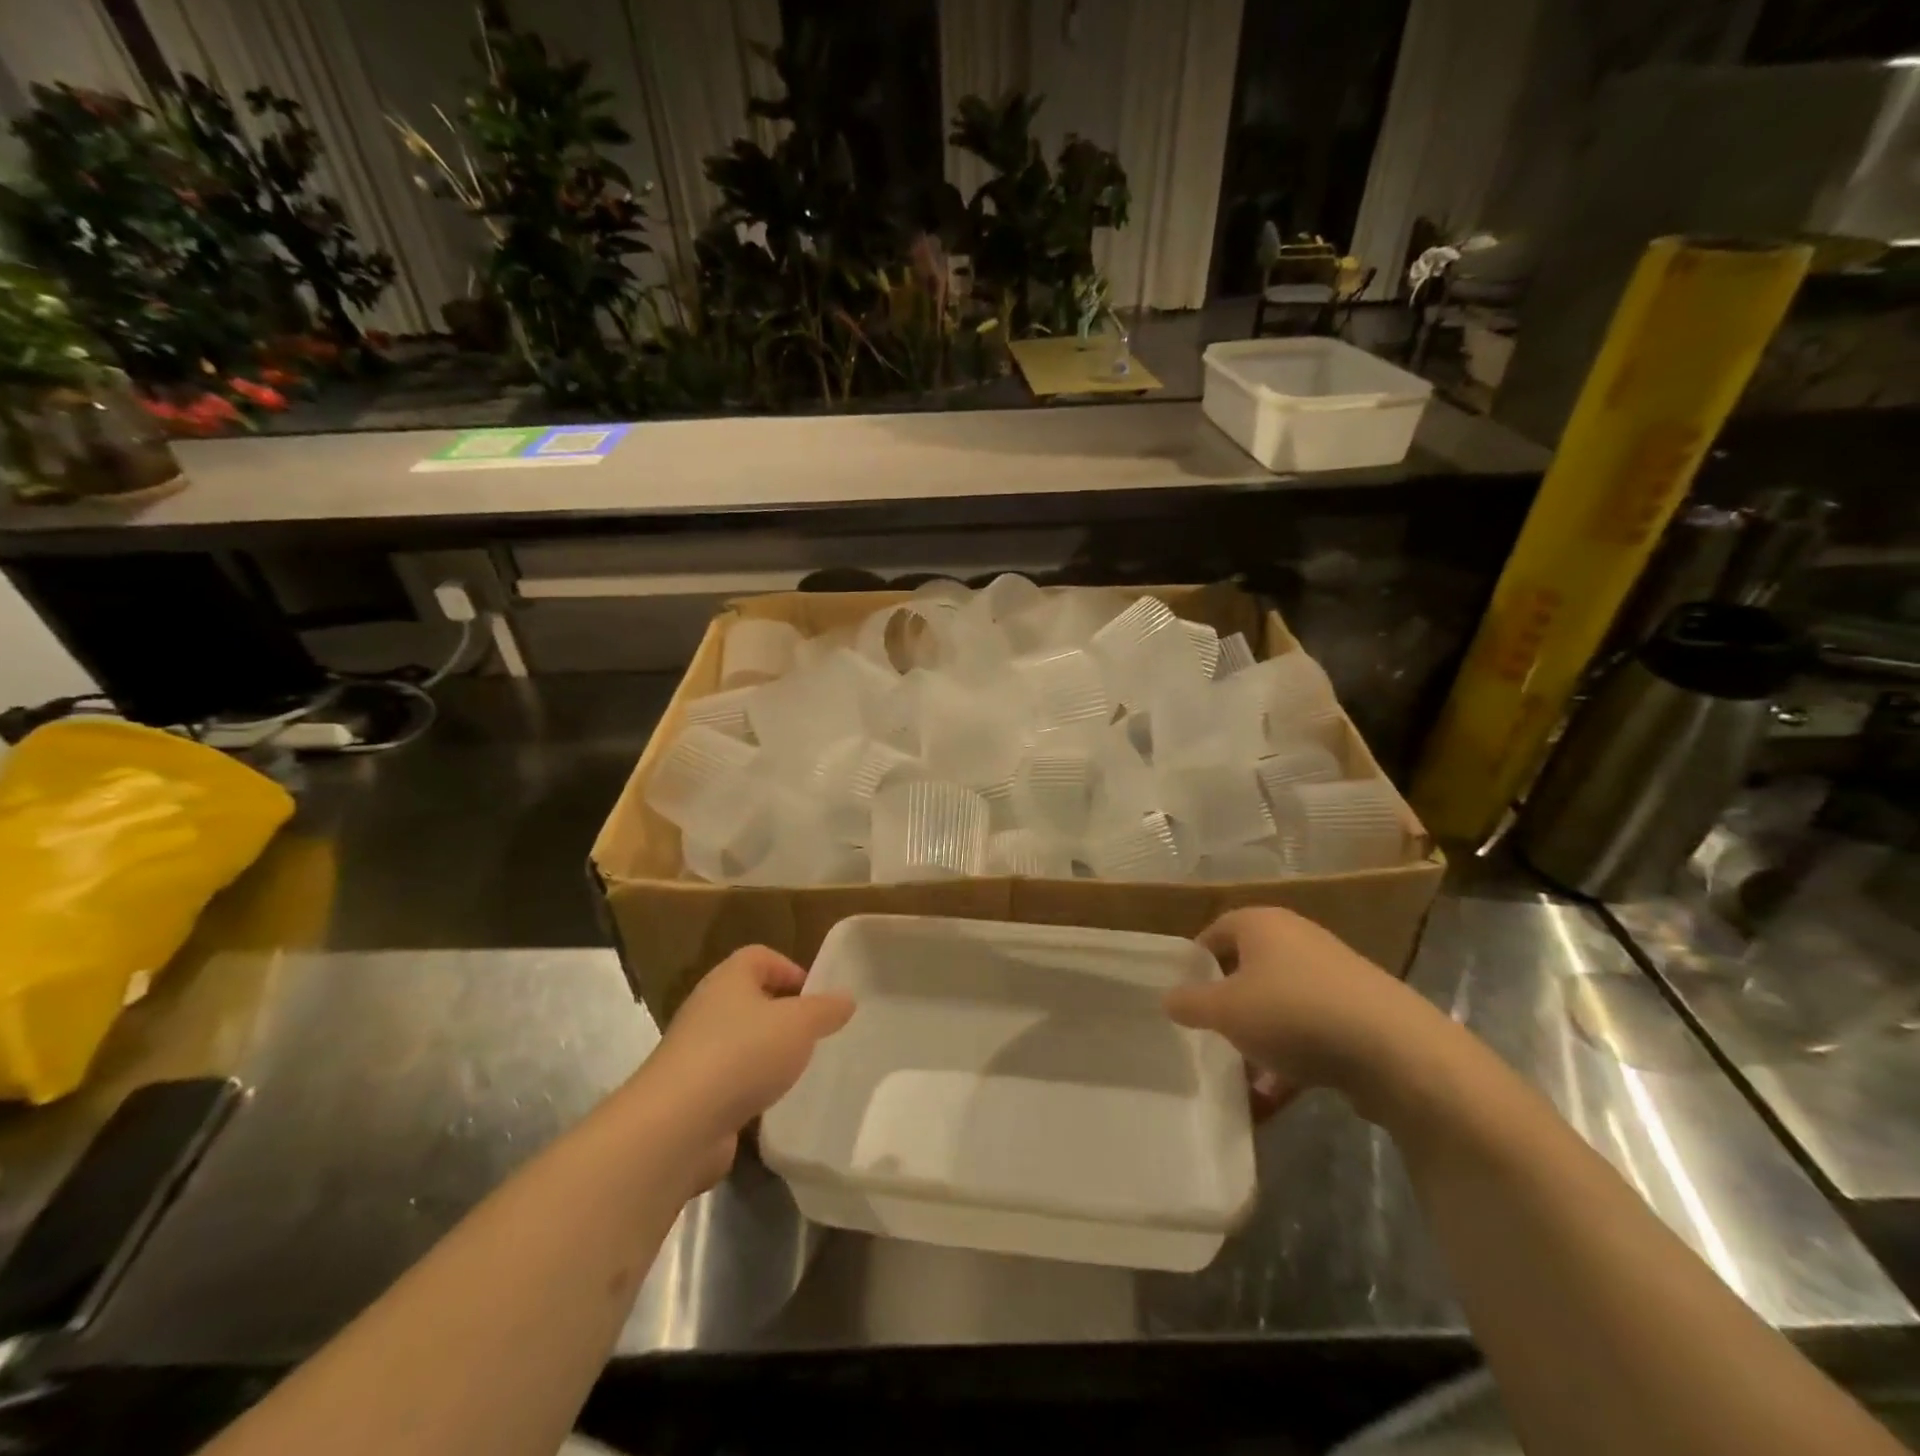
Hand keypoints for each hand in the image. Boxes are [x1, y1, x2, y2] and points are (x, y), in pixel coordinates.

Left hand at [636, 945, 853, 1187]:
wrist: (677, 1125)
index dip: (790, 969)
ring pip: (739, 1042)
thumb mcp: (800, 1024)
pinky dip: (748, 1089)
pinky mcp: (689, 1094)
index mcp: (729, 978)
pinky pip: (727, 1081)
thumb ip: (826, 1009)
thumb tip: (845, 998)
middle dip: (782, 1015)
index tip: (816, 998)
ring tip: (795, 1072)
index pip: (760, 957)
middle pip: (749, 998)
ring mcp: (694, 1052)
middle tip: (812, 1035)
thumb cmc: (743, 1054)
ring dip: (765, 1054)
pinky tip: (769, 1105)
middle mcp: (707, 1008)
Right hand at [1166, 907, 1442, 1117]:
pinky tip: (1273, 1102)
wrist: (1395, 1050)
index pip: (1215, 932)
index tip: (1181, 996)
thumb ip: (1189, 1003)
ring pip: (1279, 1007)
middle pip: (1248, 970)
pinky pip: (1310, 1034)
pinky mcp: (1358, 1016)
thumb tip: (1168, 999)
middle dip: (1227, 1007)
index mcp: (1262, 924)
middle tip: (1207, 1037)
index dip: (1194, 963)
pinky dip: (1290, 1064)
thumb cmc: (1292, 1012)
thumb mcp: (1224, 1010)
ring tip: (1239, 1081)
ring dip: (1258, 1042)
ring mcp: (1332, 978)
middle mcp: (1297, 941)